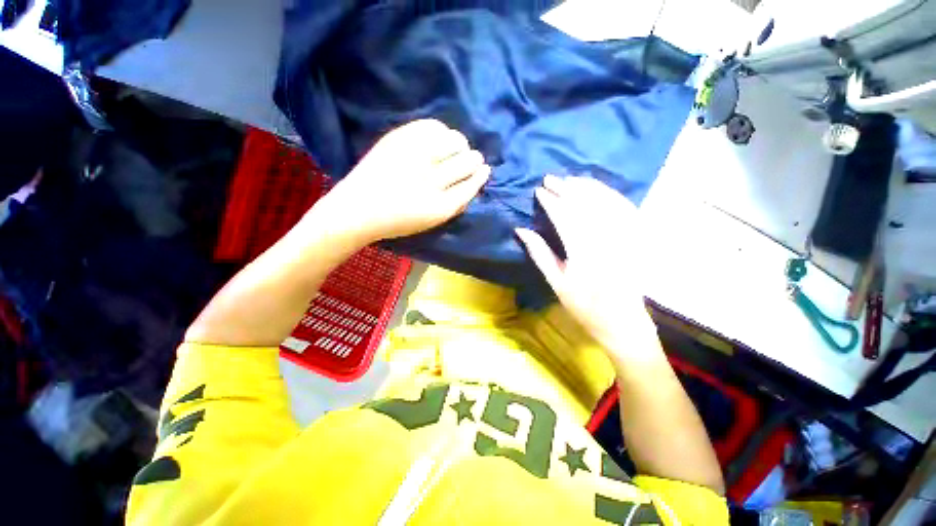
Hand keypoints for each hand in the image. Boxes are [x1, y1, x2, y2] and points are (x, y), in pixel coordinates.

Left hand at [316, 119, 490, 243]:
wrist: (358, 209)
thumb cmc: (397, 221)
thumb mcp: (431, 222)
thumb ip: (454, 206)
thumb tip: (473, 186)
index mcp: (440, 206)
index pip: (471, 185)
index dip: (480, 175)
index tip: (484, 169)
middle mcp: (432, 181)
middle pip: (467, 162)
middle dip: (474, 159)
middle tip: (472, 158)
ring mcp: (415, 157)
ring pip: (454, 142)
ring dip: (461, 144)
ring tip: (457, 147)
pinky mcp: (400, 140)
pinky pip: (433, 126)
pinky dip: (442, 131)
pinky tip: (440, 137)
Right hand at [515, 176, 651, 348]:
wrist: (622, 321)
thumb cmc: (583, 305)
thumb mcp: (556, 282)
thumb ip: (539, 253)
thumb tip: (521, 229)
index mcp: (584, 253)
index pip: (565, 216)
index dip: (551, 201)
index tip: (539, 191)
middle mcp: (607, 240)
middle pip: (586, 204)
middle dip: (566, 188)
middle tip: (550, 179)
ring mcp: (626, 237)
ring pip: (606, 201)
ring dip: (587, 187)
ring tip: (570, 180)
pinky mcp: (637, 238)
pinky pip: (625, 207)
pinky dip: (609, 194)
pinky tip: (597, 189)